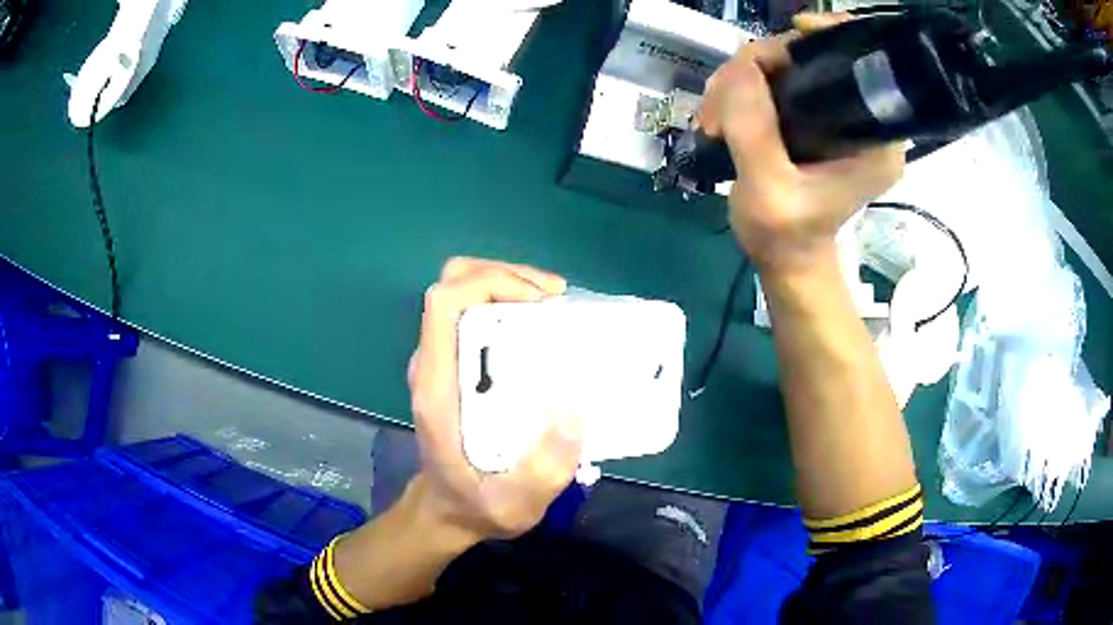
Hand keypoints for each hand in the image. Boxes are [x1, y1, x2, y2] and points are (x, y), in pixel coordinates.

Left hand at [407, 257, 583, 541]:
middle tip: (557, 298)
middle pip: (454, 284)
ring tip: (556, 307)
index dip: (490, 283)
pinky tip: (544, 327)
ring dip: (510, 285)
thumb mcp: (515, 505)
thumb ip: (543, 471)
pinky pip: (476, 313)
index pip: (444, 303)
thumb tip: (576, 410)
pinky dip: (509, 304)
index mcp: (438, 386)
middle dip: (506, 276)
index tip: (542, 301)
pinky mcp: (456, 366)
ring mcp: (443, 361)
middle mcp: (434, 363)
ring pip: (464, 292)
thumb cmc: (477, 505)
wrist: (448, 511)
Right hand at [699, 13, 903, 274]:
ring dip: (739, 82)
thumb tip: (740, 67)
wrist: (785, 257)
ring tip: (712, 121)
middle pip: (811, 56)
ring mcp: (833, 114)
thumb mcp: (768, 190)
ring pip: (783, 64)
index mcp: (875, 138)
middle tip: (720, 106)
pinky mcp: (811, 115)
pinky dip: (740, 90)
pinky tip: (720, 116)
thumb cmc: (786, 235)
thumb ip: (755, 130)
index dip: (831, 35)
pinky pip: (773, 79)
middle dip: (759, 67)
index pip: (863, 64)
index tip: (795, 30)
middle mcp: (861, 119)